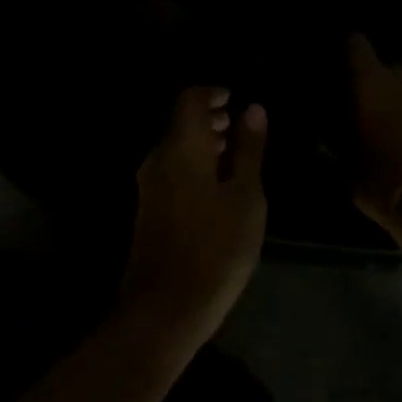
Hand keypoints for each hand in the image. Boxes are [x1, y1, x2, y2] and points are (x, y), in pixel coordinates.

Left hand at [120, 86, 268, 344]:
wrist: (165, 308)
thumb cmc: (216, 248)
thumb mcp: (246, 197)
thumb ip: (249, 150)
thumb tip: (253, 108)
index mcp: (181, 147)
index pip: (190, 98)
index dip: (213, 93)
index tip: (237, 101)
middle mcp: (158, 158)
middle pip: (181, 122)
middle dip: (210, 118)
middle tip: (241, 127)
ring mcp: (149, 185)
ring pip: (176, 147)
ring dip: (203, 143)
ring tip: (235, 156)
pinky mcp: (148, 209)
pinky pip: (171, 170)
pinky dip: (193, 165)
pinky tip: (217, 187)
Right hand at [346, 34, 401, 239]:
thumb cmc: (381, 182)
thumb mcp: (344, 160)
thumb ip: (337, 130)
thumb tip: (332, 117)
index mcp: (369, 82)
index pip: (355, 44)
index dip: (348, 52)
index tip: (342, 68)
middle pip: (386, 66)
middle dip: (376, 83)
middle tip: (367, 108)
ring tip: (394, 124)